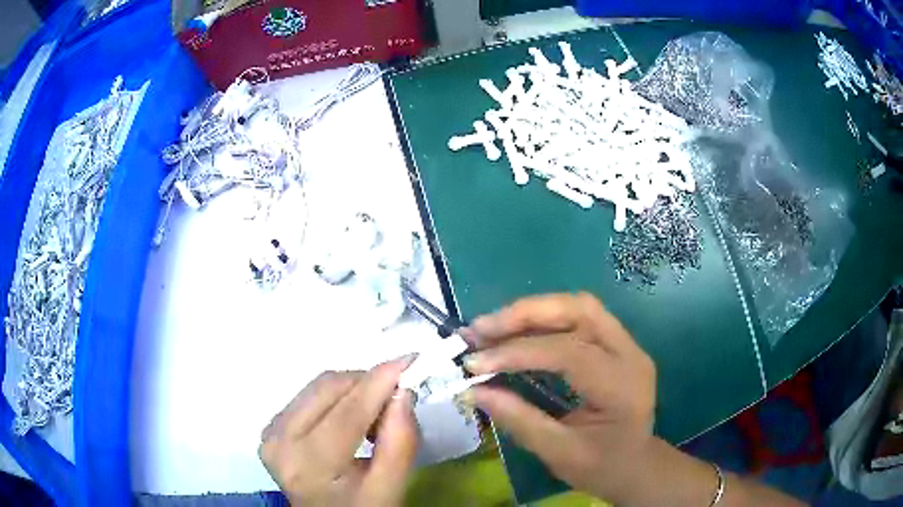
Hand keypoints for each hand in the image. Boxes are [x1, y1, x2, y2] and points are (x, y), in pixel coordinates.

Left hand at [259, 357, 418, 506]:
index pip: (348, 412)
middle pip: (328, 389)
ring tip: (375, 417)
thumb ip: (399, 443)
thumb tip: (402, 392)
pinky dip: (338, 398)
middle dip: (368, 385)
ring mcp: (271, 432)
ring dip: (354, 391)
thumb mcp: (389, 489)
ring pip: (318, 386)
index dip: (380, 382)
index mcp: (308, 464)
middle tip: (396, 399)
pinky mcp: (272, 427)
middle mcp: (280, 441)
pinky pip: (310, 395)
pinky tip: (352, 420)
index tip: (410, 359)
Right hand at [462, 293, 656, 503]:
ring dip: (532, 312)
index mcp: (622, 386)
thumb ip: (518, 419)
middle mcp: (630, 354)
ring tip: (491, 328)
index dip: (518, 353)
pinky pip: (578, 318)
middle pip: (579, 310)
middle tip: (480, 330)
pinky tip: (515, 333)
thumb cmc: (601, 467)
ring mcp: (626, 344)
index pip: (570, 352)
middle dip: (525, 314)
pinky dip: (543, 320)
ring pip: (578, 306)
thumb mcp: (558, 452)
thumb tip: (472, 390)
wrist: (635, 466)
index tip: (474, 363)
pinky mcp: (616, 343)